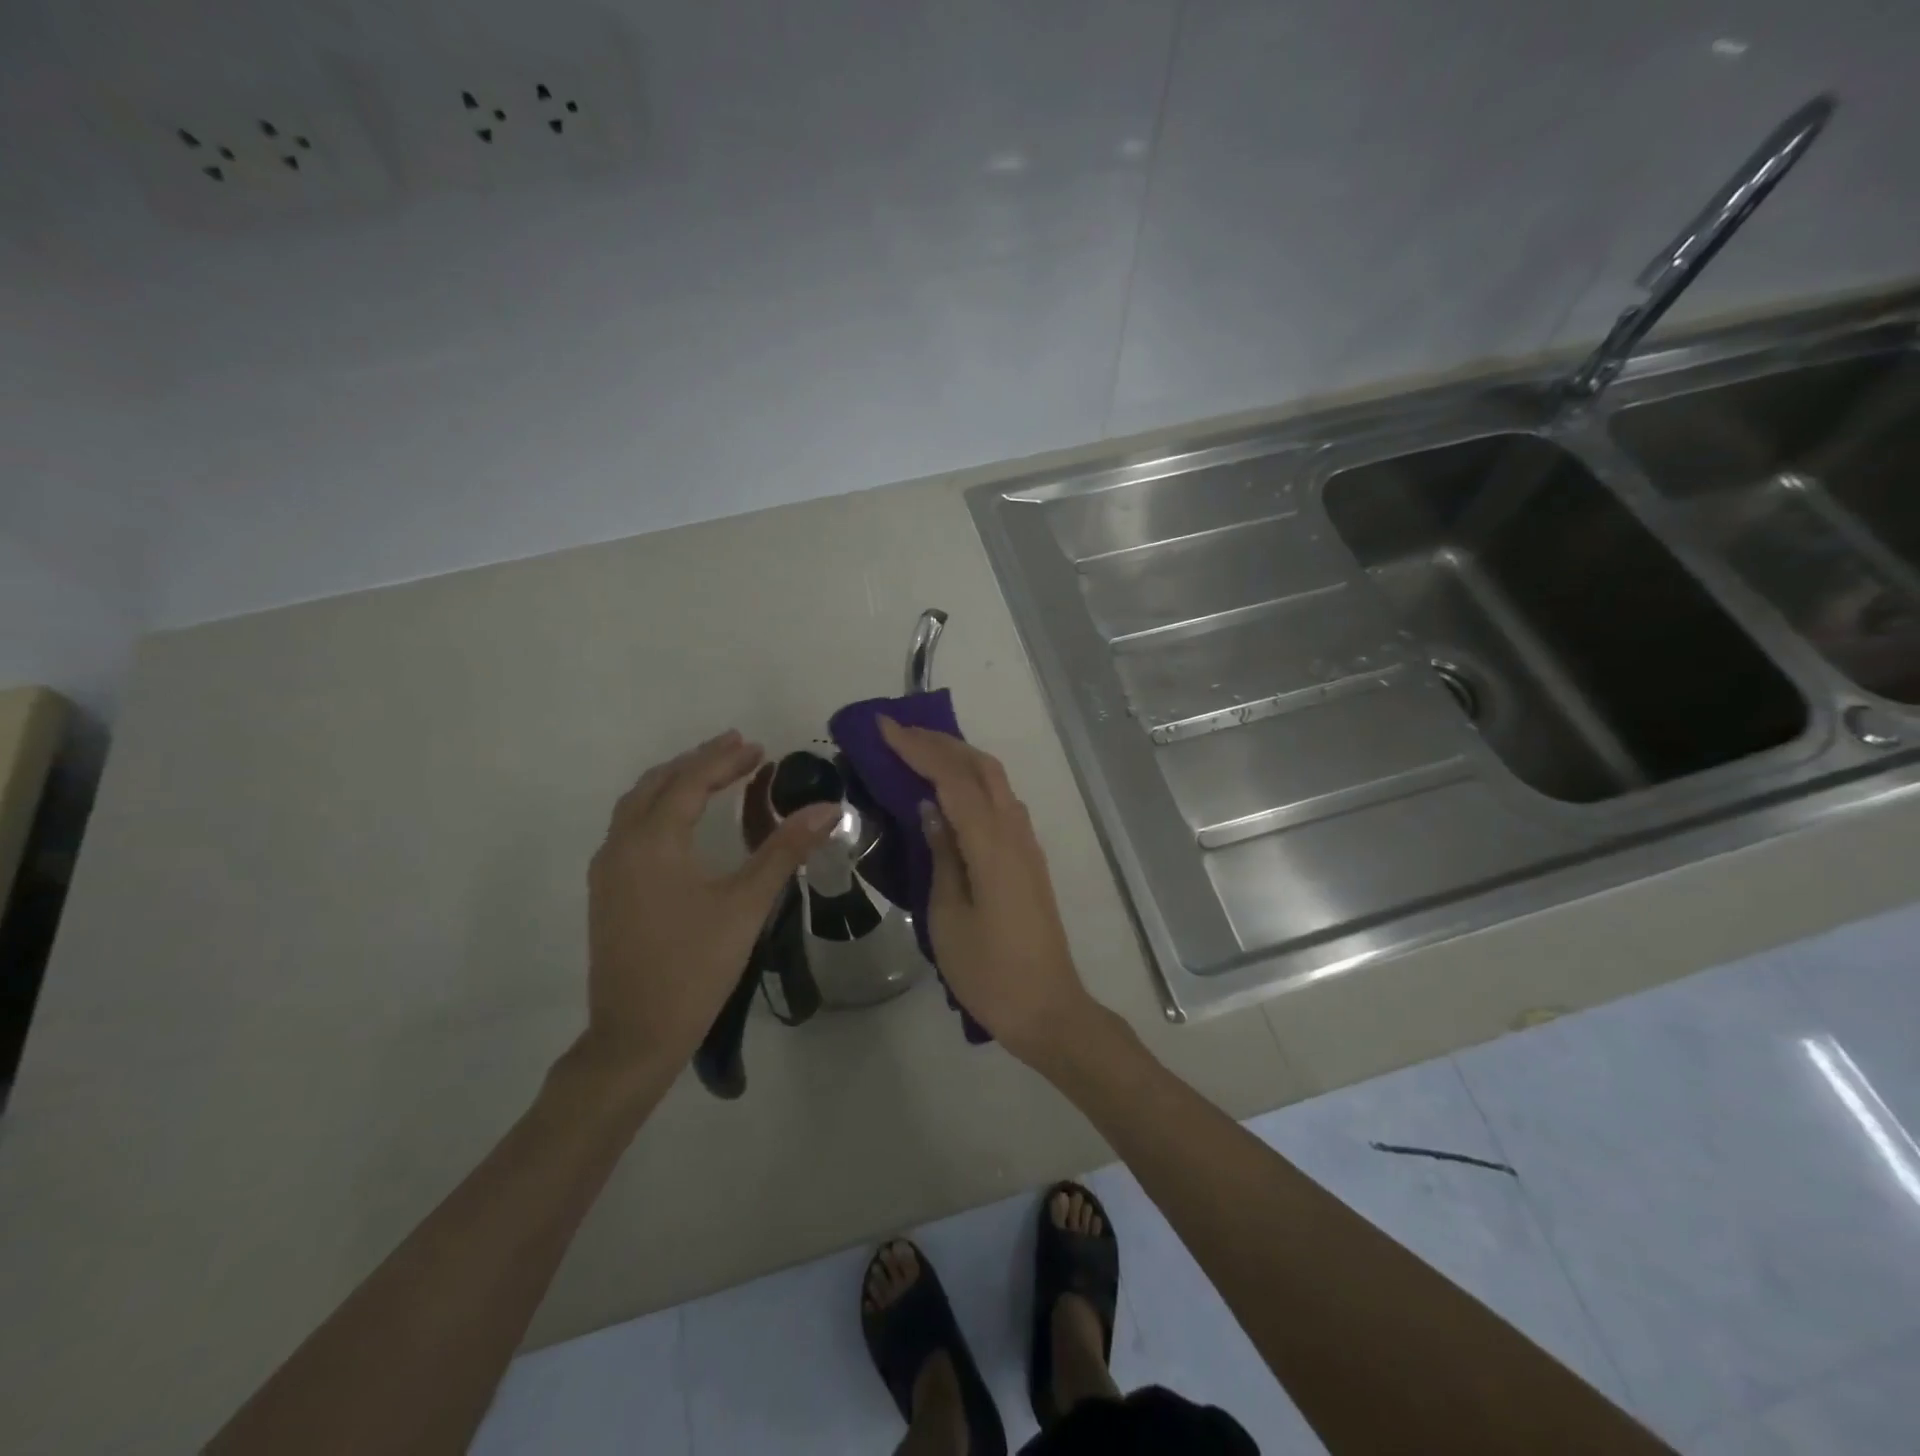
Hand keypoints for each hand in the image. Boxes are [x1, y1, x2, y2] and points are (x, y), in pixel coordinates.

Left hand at [584, 730, 835, 1074]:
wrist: (636, 1034)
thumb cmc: (696, 966)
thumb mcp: (747, 904)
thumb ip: (785, 850)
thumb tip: (829, 809)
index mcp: (653, 842)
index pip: (690, 782)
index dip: (725, 760)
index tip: (759, 747)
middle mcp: (621, 845)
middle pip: (658, 784)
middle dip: (698, 761)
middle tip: (738, 749)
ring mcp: (607, 869)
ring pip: (637, 804)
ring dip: (674, 781)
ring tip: (712, 773)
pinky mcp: (606, 891)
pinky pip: (629, 826)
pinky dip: (658, 806)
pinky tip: (681, 819)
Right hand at [878, 719, 1097, 1063]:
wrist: (1046, 1006)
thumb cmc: (988, 970)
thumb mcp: (947, 915)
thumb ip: (942, 855)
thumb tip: (931, 808)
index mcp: (991, 844)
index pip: (952, 778)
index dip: (918, 748)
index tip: (883, 727)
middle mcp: (1015, 832)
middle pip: (982, 767)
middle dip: (941, 742)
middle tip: (898, 733)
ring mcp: (1026, 844)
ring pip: (996, 780)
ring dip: (959, 758)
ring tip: (919, 752)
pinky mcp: (1028, 859)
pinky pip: (1001, 803)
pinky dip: (973, 782)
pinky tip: (950, 793)